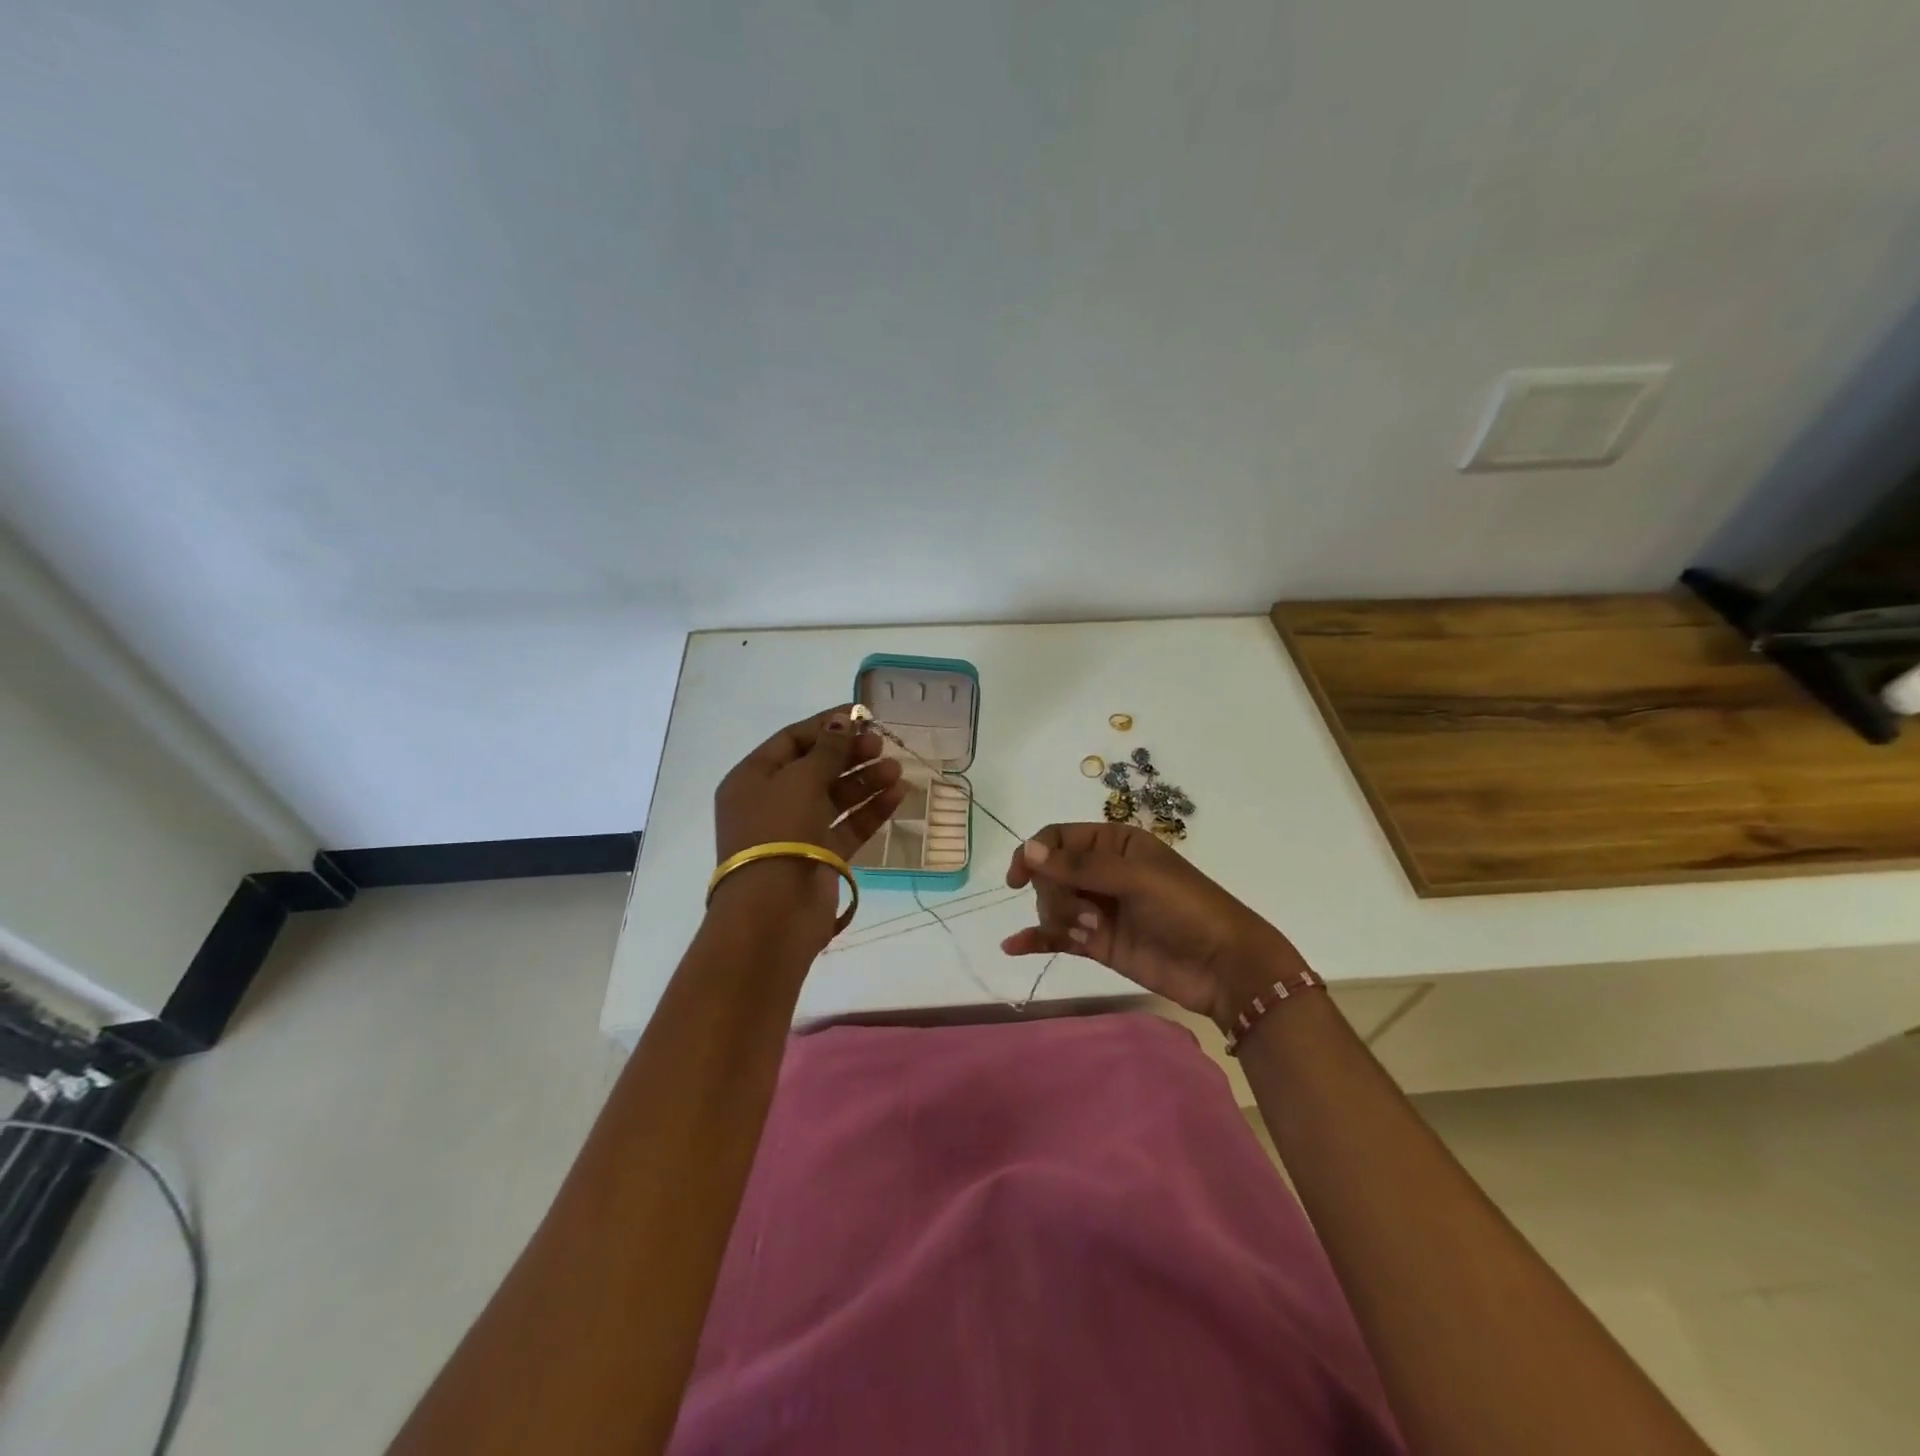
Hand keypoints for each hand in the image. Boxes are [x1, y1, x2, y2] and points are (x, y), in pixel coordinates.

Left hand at [711, 706, 904, 943]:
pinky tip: (898, 795)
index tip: (861, 716)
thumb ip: (827, 750)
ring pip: (836, 797)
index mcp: (752, 778)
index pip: (791, 740)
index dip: (826, 726)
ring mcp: (797, 831)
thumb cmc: (779, 832)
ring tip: (896, 770)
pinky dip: (871, 810)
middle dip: (850, 754)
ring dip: (865, 781)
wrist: (774, 910)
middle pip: (816, 768)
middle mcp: (772, 802)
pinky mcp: (821, 856)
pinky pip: (848, 825)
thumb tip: (842, 721)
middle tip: (881, 744)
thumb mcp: (800, 780)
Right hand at [1001, 822, 1307, 1029]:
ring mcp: (1099, 909)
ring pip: (1053, 905)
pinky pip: (1057, 936)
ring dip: (1060, 919)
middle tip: (1087, 915)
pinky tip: (1013, 946)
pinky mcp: (1097, 943)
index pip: (1058, 839)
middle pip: (1051, 874)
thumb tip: (1028, 851)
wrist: (1224, 968)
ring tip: (1091, 934)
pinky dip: (1036, 939)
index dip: (1035, 853)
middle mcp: (1103, 872)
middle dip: (1057, 894)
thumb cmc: (1187, 909)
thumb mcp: (1137, 878)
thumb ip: (1081, 867)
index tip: (1019, 877)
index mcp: (1115, 844)